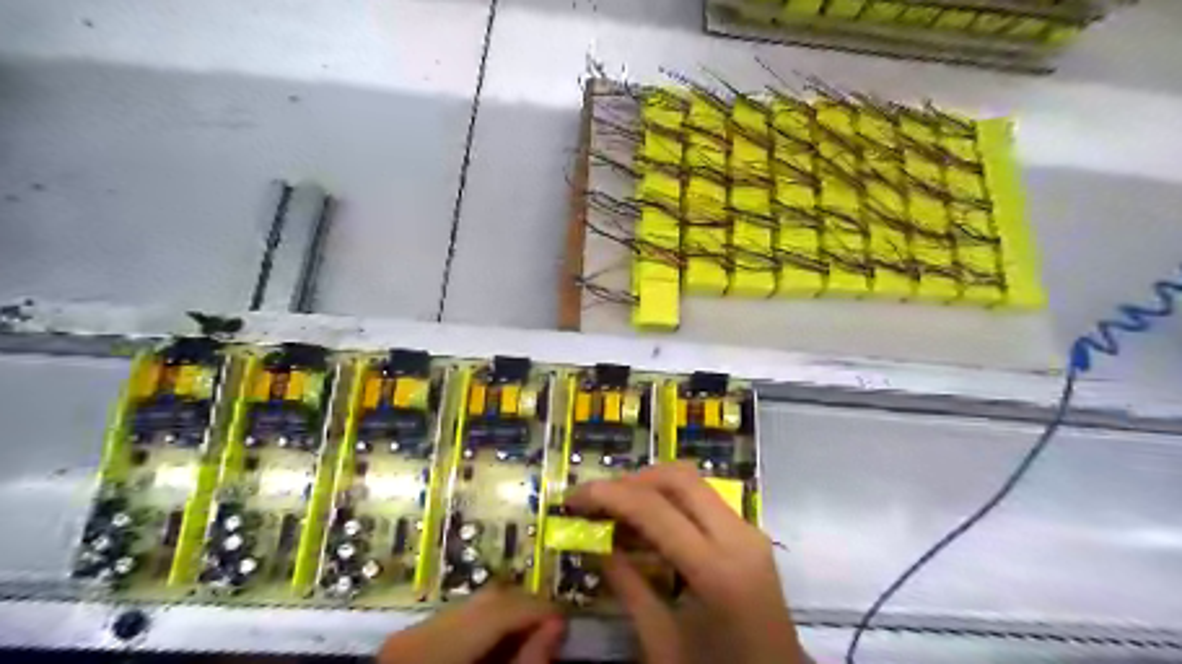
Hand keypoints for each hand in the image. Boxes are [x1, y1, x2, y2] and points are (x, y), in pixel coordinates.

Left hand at [377, 583, 563, 660]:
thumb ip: (527, 663)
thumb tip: (557, 625)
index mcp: (436, 644)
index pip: (500, 607)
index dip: (539, 609)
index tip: (565, 620)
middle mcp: (419, 628)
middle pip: (486, 599)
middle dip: (523, 609)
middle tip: (551, 630)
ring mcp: (409, 635)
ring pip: (472, 607)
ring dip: (504, 618)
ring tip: (526, 640)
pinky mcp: (408, 644)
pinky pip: (455, 622)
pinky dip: (481, 630)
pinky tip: (495, 649)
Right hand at [565, 462, 802, 662]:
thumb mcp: (662, 642)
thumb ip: (628, 586)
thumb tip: (597, 543)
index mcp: (717, 570)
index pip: (655, 509)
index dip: (608, 495)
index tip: (573, 497)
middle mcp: (739, 537)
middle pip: (679, 478)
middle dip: (632, 480)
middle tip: (597, 500)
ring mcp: (750, 532)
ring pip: (694, 483)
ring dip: (651, 486)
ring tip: (615, 509)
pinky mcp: (751, 536)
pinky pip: (705, 501)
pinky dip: (671, 502)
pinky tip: (647, 523)